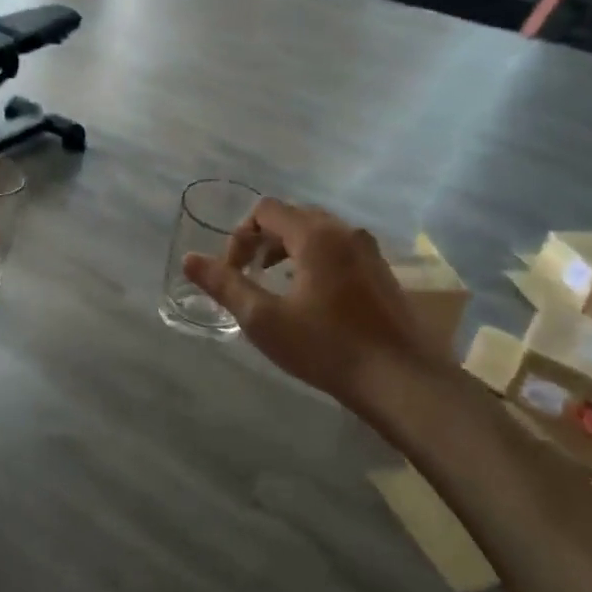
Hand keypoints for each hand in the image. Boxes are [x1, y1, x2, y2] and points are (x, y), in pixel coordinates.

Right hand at [182, 198, 443, 416]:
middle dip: (263, 240)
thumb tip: (189, 260)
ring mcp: (369, 251)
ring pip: (318, 232)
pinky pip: (339, 249)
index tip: (233, 271)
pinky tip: (311, 298)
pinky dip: (314, 259)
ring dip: (288, 249)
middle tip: (250, 274)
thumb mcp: (264, 319)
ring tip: (276, 284)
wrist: (403, 380)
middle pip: (292, 216)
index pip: (266, 210)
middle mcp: (345, 232)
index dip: (240, 236)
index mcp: (315, 235)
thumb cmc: (327, 347)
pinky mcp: (382, 272)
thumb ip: (224, 284)